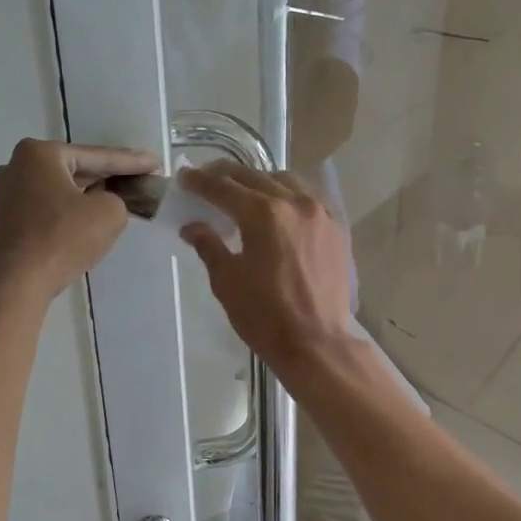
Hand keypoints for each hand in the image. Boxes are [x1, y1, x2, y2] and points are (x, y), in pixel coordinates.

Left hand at [0, 138, 157, 301]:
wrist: (16, 282)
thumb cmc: (63, 239)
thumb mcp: (109, 213)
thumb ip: (118, 199)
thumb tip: (106, 202)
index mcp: (41, 153)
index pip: (98, 156)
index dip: (132, 162)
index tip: (156, 163)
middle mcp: (19, 165)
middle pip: (77, 168)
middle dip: (110, 176)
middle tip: (141, 179)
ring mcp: (8, 192)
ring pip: (63, 188)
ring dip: (91, 193)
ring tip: (122, 196)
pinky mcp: (8, 218)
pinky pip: (49, 205)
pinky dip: (72, 209)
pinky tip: (91, 215)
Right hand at [179, 162, 354, 377]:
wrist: (317, 343)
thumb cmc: (265, 316)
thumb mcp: (227, 281)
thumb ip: (209, 246)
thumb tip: (193, 226)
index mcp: (263, 214)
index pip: (223, 188)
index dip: (199, 182)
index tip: (184, 178)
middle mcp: (294, 202)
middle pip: (254, 177)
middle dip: (226, 176)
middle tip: (206, 179)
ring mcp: (321, 213)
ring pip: (285, 181)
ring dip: (259, 181)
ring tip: (243, 192)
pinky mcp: (337, 228)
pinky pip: (309, 198)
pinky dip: (289, 195)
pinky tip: (279, 208)